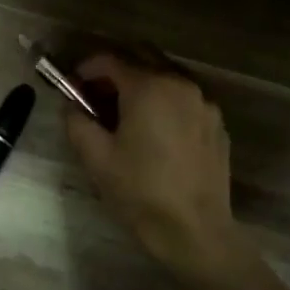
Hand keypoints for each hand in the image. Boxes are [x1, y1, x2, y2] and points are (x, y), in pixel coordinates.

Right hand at [64, 54, 235, 267]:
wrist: (194, 231)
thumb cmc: (139, 191)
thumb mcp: (95, 156)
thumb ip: (76, 120)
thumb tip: (71, 105)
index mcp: (148, 87)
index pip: (109, 60)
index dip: (85, 69)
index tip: (72, 86)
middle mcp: (180, 84)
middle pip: (142, 58)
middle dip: (115, 71)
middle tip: (96, 96)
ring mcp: (204, 103)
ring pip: (166, 77)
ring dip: (141, 84)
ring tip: (125, 115)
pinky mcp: (217, 124)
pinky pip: (184, 99)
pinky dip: (164, 102)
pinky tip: (154, 133)